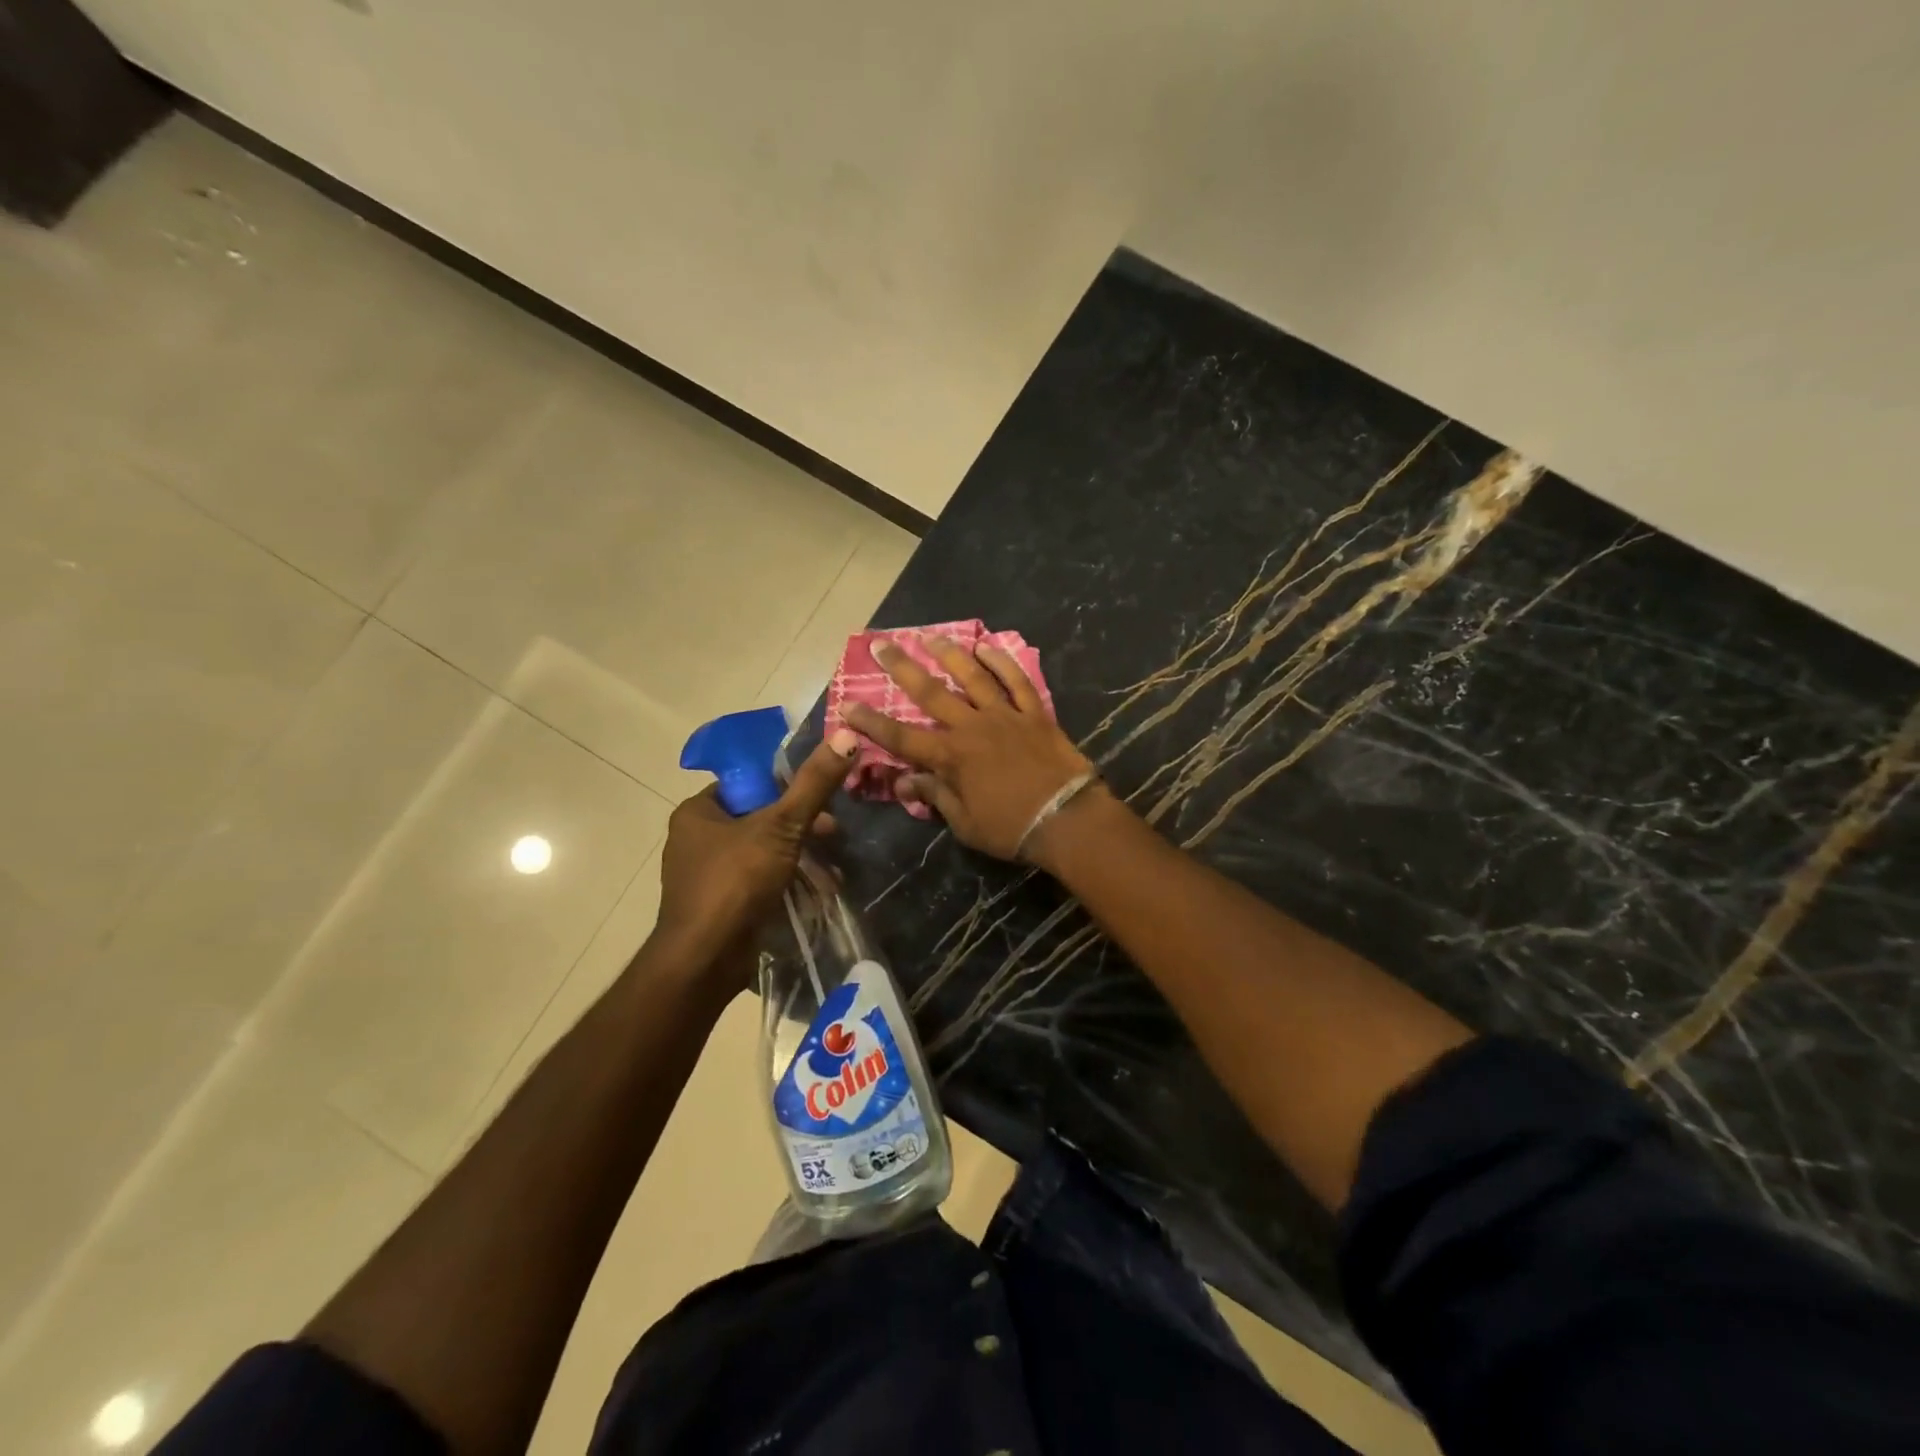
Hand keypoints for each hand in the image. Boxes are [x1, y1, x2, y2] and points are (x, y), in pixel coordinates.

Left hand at [654, 730, 857, 980]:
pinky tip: (816, 892)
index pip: (747, 784)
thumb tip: (845, 734)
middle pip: (759, 819)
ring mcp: (707, 877)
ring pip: (763, 854)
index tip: (819, 797)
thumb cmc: (734, 883)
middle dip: (800, 828)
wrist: (704, 962)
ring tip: (831, 869)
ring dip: (799, 859)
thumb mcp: (780, 826)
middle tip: (831, 833)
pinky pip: (760, 884)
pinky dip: (787, 884)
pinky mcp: (721, 907)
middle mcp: (697, 841)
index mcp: (698, 813)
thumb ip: (813, 784)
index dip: (785, 787)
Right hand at [843, 638, 1094, 861]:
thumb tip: (903, 783)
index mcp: (951, 757)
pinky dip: (1002, 663)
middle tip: (881, 644)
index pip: (901, 737)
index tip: (848, 704)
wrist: (1067, 819)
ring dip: (949, 654)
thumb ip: (935, 796)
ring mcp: (1005, 716)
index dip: (872, 722)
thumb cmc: (1012, 828)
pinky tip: (987, 647)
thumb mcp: (965, 823)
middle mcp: (972, 727)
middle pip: (931, 693)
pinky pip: (1016, 682)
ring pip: (972, 677)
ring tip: (929, 636)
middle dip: (902, 668)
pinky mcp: (1034, 714)